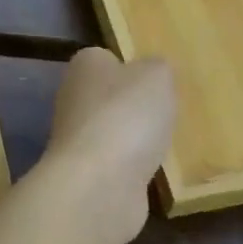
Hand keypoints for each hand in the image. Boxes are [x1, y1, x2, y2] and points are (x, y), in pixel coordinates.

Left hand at [40, 48, 175, 243]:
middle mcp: (73, 98)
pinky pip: (116, 164)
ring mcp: (76, 140)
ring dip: (135, 140)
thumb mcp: (157, 76)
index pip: (108, 58)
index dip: (133, 67)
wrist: (100, 185)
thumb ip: (158, 68)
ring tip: (166, 144)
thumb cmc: (127, 115)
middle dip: (136, 107)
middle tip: (169, 113)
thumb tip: (152, 72)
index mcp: (85, 65)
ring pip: (113, 132)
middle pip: (110, 97)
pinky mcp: (86, 175)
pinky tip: (153, 172)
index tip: (158, 82)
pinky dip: (133, 169)